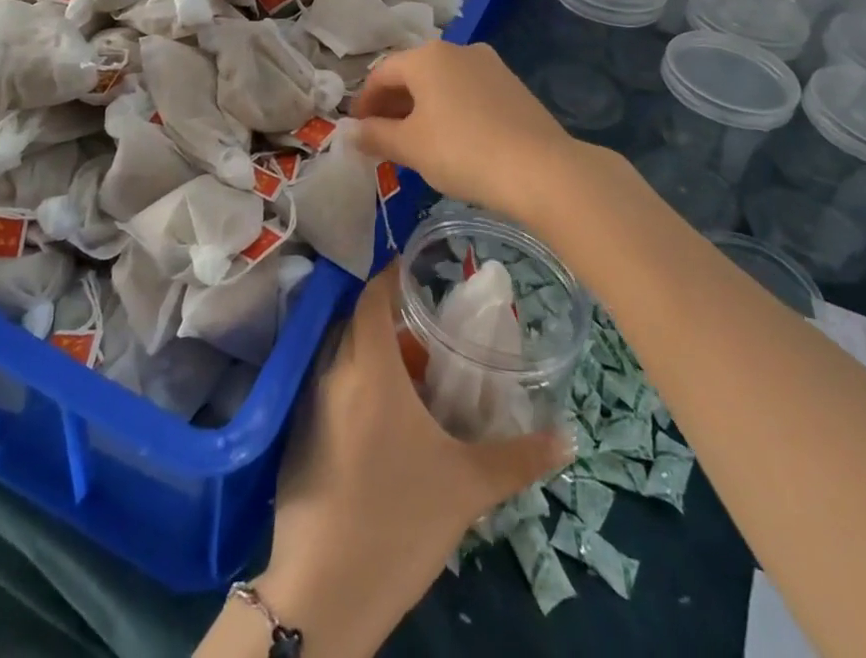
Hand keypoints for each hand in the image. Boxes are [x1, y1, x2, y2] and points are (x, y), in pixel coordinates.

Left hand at [242, 267, 569, 656]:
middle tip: (426, 332)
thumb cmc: (399, 521)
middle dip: (388, 319)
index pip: (372, 298)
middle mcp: (334, 375)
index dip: (390, 277)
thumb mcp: (467, 487)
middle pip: (356, 323)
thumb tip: (568, 437)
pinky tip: (381, 423)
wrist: (324, 594)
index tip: (415, 270)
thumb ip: (519, 457)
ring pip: (341, 358)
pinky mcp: (297, 439)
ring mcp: (310, 407)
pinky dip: (354, 386)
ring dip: (371, 354)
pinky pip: (328, 390)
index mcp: (370, 370)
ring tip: (411, 378)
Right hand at [351, 40, 578, 221]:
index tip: (358, 130)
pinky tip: (452, 140)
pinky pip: (467, 92)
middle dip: (393, 105)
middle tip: (382, 138)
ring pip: (442, 82)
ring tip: (415, 142)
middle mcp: (458, 50)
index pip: (381, 73)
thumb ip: (376, 135)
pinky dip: (450, 109)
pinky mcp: (512, 85)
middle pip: (412, 74)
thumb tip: (351, 131)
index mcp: (427, 57)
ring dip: (421, 108)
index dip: (364, 102)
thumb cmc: (463, 151)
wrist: (540, 169)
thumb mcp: (410, 147)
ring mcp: (489, 65)